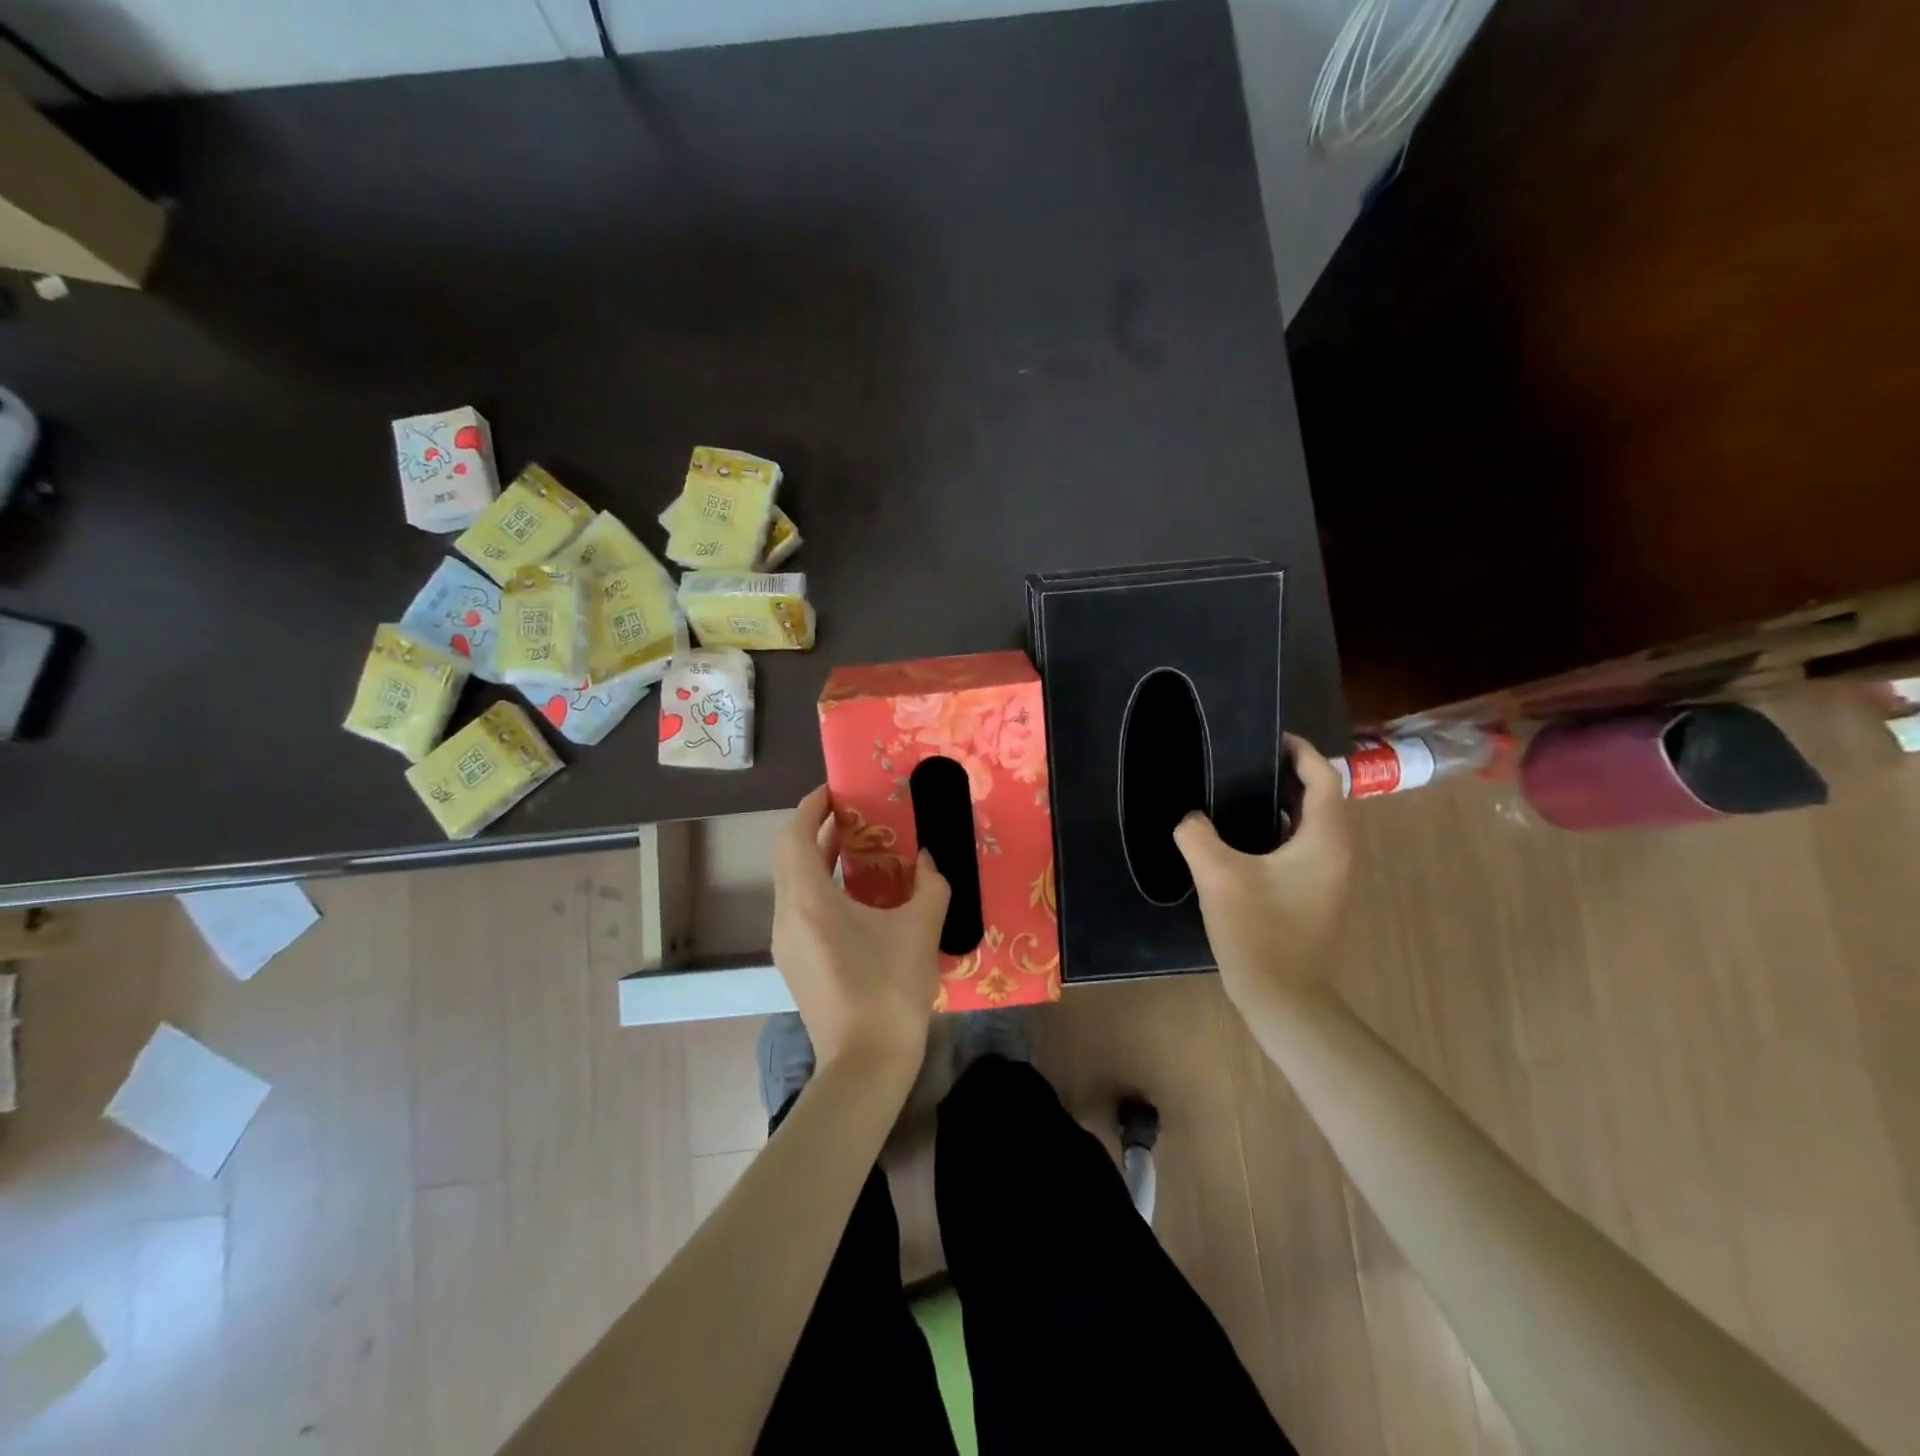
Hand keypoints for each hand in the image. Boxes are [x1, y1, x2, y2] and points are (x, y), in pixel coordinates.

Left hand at [771, 785, 950, 1077]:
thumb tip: (928, 859)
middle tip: (850, 814)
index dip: (809, 807)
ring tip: (855, 847)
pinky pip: (797, 907)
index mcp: (808, 900)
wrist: (865, 1063)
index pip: (794, 836)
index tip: (834, 791)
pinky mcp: (793, 963)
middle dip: (813, 829)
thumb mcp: (921, 929)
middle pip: (787, 856)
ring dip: (815, 859)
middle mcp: (786, 915)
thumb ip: (930, 884)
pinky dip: (817, 886)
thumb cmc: (890, 989)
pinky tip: (853, 895)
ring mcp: (784, 942)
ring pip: (791, 883)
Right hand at [1173, 734, 1351, 1015]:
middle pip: (1319, 798)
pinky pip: (1299, 848)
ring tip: (1237, 791)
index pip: (1324, 777)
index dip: (1300, 752)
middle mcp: (1335, 852)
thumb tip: (1190, 818)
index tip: (1269, 738)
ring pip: (1309, 825)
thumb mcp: (1218, 876)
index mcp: (1324, 840)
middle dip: (1286, 774)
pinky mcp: (1313, 895)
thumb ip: (1197, 835)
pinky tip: (1238, 838)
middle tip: (1244, 761)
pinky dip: (1277, 831)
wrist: (1283, 998)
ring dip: (1280, 803)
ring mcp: (1327, 877)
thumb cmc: (1259, 931)